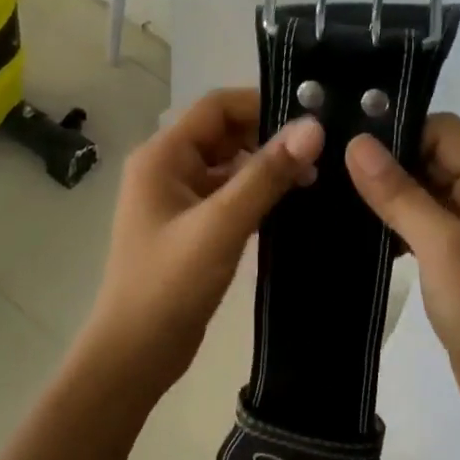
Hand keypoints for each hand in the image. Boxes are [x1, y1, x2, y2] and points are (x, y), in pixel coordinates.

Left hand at [79, 88, 323, 400]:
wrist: (136, 354)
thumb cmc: (169, 284)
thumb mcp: (221, 224)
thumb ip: (266, 174)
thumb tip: (313, 127)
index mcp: (162, 156)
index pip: (217, 107)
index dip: (262, 104)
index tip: (311, 116)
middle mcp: (168, 168)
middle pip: (225, 133)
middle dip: (270, 138)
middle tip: (324, 151)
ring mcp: (180, 199)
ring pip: (231, 166)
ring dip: (268, 168)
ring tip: (319, 175)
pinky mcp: (194, 226)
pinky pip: (230, 195)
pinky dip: (259, 194)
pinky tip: (295, 204)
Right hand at [345, 115, 459, 434]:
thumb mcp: (441, 247)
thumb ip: (400, 193)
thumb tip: (358, 143)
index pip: (444, 130)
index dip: (400, 133)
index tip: (350, 147)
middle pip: (436, 155)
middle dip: (390, 163)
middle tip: (335, 172)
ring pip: (428, 187)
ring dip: (392, 193)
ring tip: (341, 199)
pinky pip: (428, 218)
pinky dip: (400, 221)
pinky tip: (366, 233)